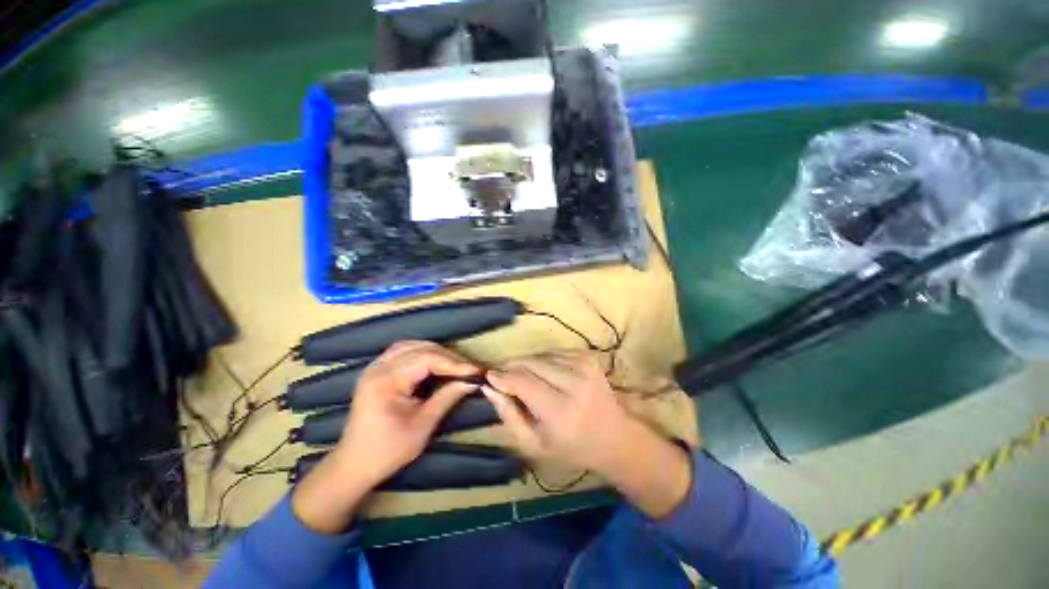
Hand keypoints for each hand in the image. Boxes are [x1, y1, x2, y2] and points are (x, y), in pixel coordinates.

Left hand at [293, 341, 479, 532]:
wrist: (354, 465)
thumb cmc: (388, 450)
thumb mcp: (423, 425)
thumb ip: (447, 397)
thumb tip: (472, 382)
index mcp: (386, 380)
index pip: (427, 359)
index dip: (454, 363)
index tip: (476, 370)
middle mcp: (379, 367)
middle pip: (420, 348)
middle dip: (448, 357)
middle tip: (468, 369)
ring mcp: (375, 367)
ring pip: (412, 346)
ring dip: (436, 352)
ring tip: (455, 364)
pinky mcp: (377, 371)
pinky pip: (403, 352)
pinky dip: (422, 353)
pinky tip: (434, 362)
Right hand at [482, 351, 690, 517]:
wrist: (614, 436)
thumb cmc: (571, 448)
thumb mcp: (533, 445)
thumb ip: (508, 415)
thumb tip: (489, 386)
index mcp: (561, 411)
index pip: (522, 381)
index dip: (502, 376)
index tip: (488, 376)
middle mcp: (575, 382)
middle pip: (530, 363)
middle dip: (512, 367)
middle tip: (504, 378)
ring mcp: (584, 365)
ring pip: (540, 355)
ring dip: (528, 365)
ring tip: (529, 382)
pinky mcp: (587, 356)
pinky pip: (553, 352)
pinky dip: (544, 362)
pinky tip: (548, 376)